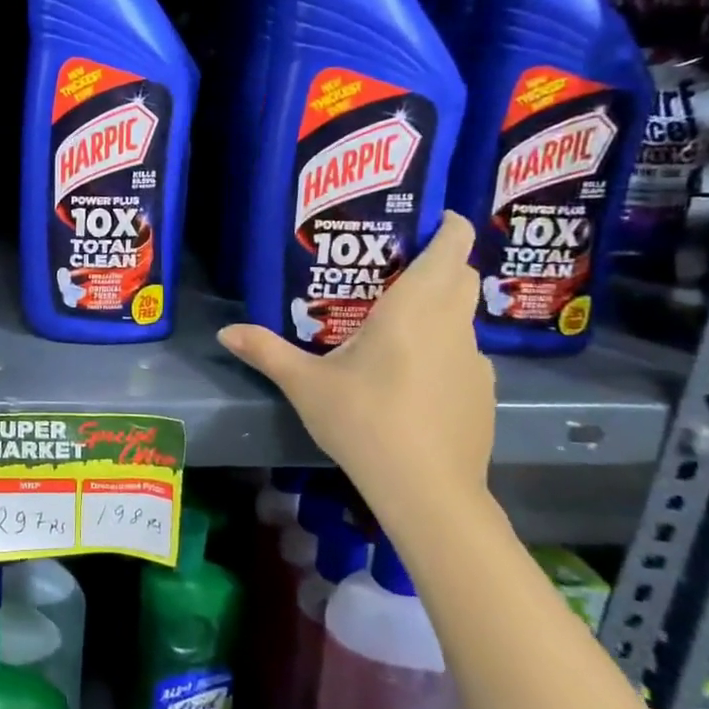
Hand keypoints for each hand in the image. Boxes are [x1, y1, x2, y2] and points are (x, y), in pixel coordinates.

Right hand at [218, 212, 494, 517]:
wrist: (427, 491)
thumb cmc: (364, 421)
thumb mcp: (305, 384)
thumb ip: (266, 351)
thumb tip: (225, 332)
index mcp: (415, 309)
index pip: (452, 248)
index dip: (450, 225)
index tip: (435, 217)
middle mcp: (453, 325)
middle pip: (462, 277)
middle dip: (441, 263)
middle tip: (398, 267)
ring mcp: (475, 362)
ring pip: (463, 318)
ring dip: (440, 310)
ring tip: (395, 327)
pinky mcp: (482, 393)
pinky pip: (464, 355)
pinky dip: (443, 350)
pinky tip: (411, 380)